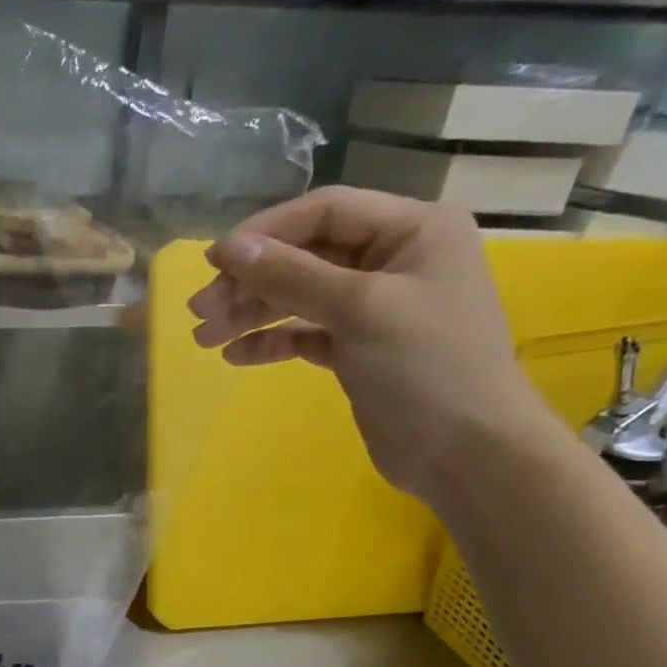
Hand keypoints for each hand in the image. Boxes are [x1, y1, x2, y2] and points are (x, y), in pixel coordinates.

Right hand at [189, 186, 554, 502]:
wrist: (466, 453)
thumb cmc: (427, 367)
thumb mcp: (360, 310)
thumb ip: (292, 275)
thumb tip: (228, 249)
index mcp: (412, 230)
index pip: (324, 213)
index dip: (265, 233)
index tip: (213, 262)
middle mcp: (394, 260)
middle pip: (305, 256)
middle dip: (250, 282)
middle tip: (199, 310)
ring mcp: (376, 307)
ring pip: (299, 297)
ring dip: (251, 314)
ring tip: (205, 337)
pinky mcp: (359, 349)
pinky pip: (305, 333)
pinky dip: (272, 342)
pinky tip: (237, 356)